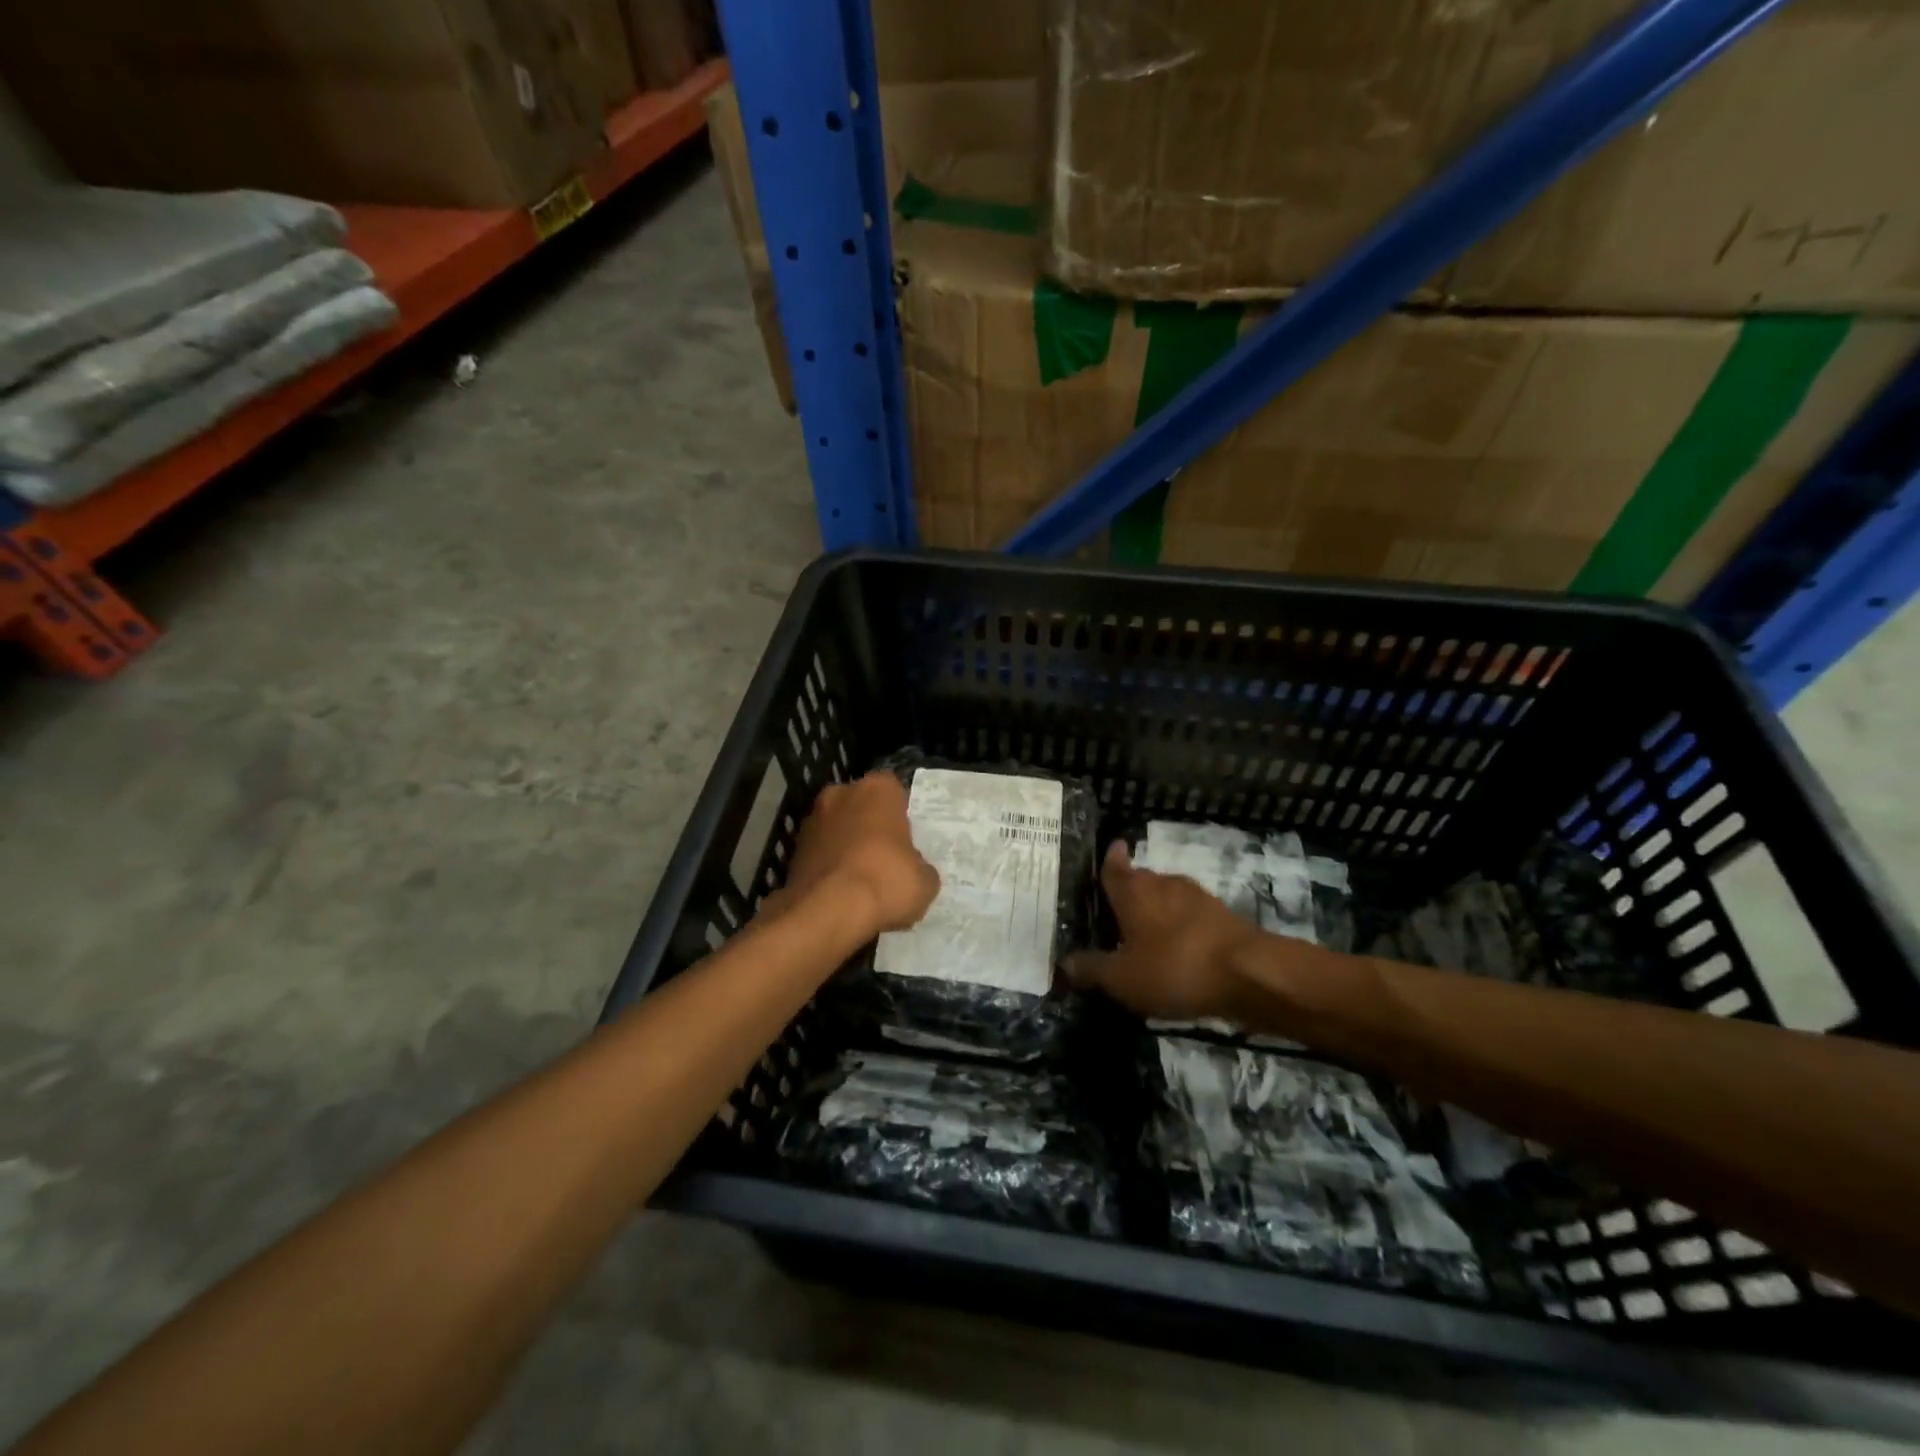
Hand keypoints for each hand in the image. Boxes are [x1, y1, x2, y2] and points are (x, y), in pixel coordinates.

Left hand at [780, 772, 939, 934]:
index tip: (906, 840)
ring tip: (861, 881)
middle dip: (870, 826)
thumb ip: (920, 867)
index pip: (893, 790)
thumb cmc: (885, 882)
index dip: (900, 815)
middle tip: (885, 858)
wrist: (826, 912)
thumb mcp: (925, 881)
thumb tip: (913, 870)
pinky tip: (840, 893)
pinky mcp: (792, 850)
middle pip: (861, 806)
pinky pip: (820, 854)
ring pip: (837, 829)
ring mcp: (811, 820)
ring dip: (846, 846)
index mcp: (877, 789)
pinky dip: (829, 867)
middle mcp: (840, 794)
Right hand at [1067, 842, 1262, 1021]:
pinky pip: (1191, 916)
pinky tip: (1179, 950)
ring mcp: (1197, 897)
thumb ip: (1092, 969)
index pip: (1113, 866)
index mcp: (1133, 891)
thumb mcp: (1123, 978)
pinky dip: (1181, 927)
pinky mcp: (1222, 915)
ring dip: (1158, 910)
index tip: (1112, 847)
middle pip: (1141, 880)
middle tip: (1117, 910)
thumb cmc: (1174, 968)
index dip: (1109, 858)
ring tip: (1147, 933)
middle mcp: (1163, 883)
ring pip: (1168, 897)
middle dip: (1131, 892)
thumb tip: (1064, 963)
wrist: (1249, 973)